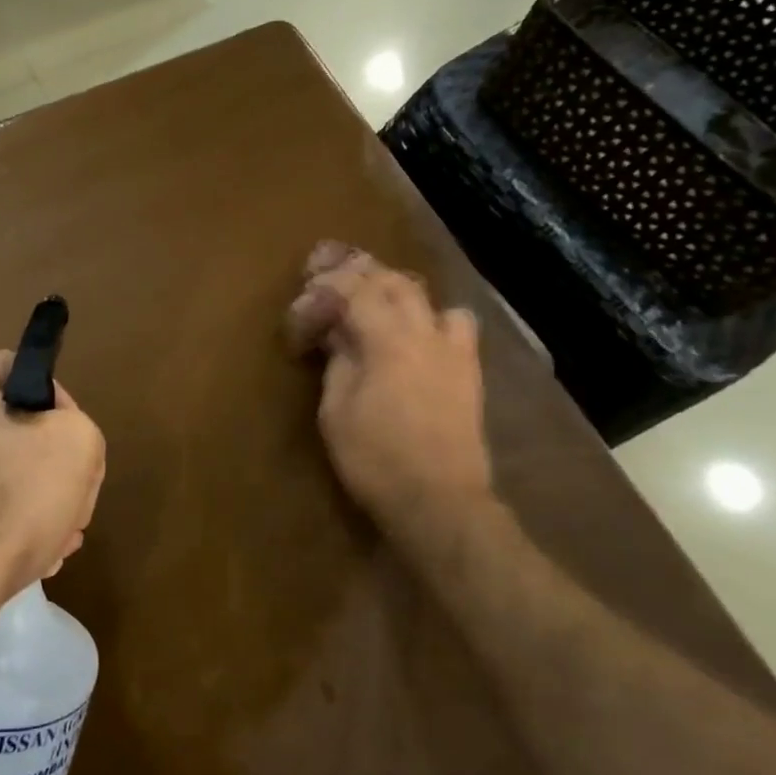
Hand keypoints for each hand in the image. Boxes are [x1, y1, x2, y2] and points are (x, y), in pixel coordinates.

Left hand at [0, 351, 105, 614]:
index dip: (57, 399)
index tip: (73, 442)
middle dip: (46, 465)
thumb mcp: (76, 446)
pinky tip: (17, 563)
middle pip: (5, 430)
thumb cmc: (8, 503)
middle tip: (70, 503)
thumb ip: (78, 426)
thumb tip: (57, 440)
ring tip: (54, 543)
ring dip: (25, 503)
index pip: (18, 368)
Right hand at [287, 242, 502, 557]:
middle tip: (333, 278)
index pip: (355, 290)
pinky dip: (432, 316)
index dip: (327, 285)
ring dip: (398, 290)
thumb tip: (337, 334)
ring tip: (376, 299)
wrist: (439, 500)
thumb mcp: (336, 411)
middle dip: (362, 274)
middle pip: (395, 282)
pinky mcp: (469, 371)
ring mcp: (453, 350)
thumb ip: (338, 362)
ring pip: (428, 297)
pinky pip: (456, 324)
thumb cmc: (375, 458)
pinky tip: (417, 333)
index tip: (306, 291)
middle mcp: (425, 334)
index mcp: (387, 341)